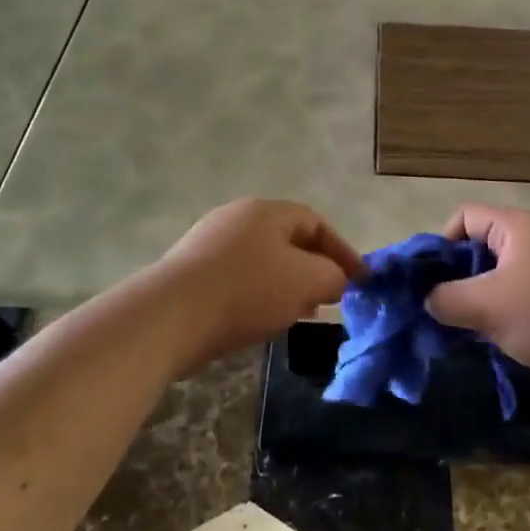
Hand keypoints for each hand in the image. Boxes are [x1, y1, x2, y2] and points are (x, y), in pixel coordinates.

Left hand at [156, 199, 366, 365]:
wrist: (169, 317)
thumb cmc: (247, 290)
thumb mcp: (306, 281)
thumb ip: (333, 277)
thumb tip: (335, 280)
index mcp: (266, 211)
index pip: (316, 222)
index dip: (342, 251)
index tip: (360, 280)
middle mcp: (236, 218)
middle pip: (287, 240)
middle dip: (314, 268)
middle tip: (329, 297)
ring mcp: (208, 243)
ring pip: (262, 260)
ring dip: (286, 284)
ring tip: (297, 313)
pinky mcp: (189, 272)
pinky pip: (237, 278)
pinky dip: (258, 294)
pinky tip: (259, 319)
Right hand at [425, 205, 529, 394]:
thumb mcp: (486, 306)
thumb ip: (445, 299)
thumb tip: (427, 300)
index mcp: (517, 226)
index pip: (464, 217)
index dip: (441, 244)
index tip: (432, 281)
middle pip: (482, 246)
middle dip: (459, 278)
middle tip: (445, 310)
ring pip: (502, 275)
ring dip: (482, 299)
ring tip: (470, 330)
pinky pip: (525, 294)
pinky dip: (508, 312)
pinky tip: (502, 339)